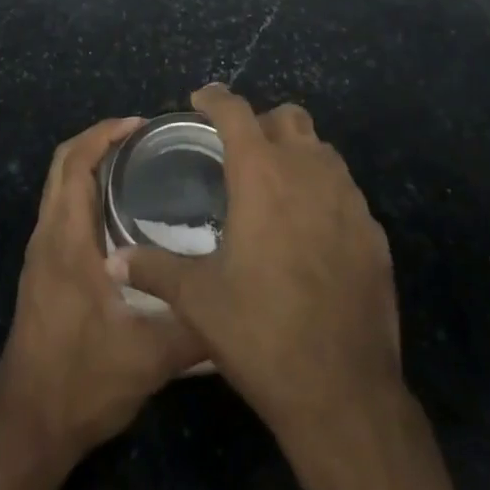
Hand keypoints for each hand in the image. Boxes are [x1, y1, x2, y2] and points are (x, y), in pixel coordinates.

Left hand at [0, 118, 207, 489]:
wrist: (27, 431)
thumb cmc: (82, 383)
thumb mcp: (149, 358)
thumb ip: (196, 327)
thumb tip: (238, 298)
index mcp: (66, 239)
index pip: (75, 161)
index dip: (105, 133)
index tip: (141, 123)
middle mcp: (47, 236)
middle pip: (63, 164)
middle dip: (99, 140)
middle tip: (143, 137)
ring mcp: (40, 255)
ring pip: (59, 187)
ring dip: (90, 165)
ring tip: (137, 166)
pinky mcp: (42, 273)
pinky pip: (61, 211)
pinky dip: (85, 192)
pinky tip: (120, 214)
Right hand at [113, 86, 398, 438]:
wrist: (343, 392)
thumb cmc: (261, 333)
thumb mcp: (198, 300)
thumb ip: (154, 268)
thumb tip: (115, 259)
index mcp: (261, 173)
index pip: (235, 111)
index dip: (215, 97)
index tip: (201, 99)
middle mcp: (308, 170)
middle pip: (287, 117)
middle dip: (262, 123)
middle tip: (241, 151)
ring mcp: (348, 198)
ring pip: (322, 149)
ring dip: (297, 154)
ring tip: (276, 187)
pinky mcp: (374, 230)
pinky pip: (346, 191)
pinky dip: (324, 193)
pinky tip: (311, 232)